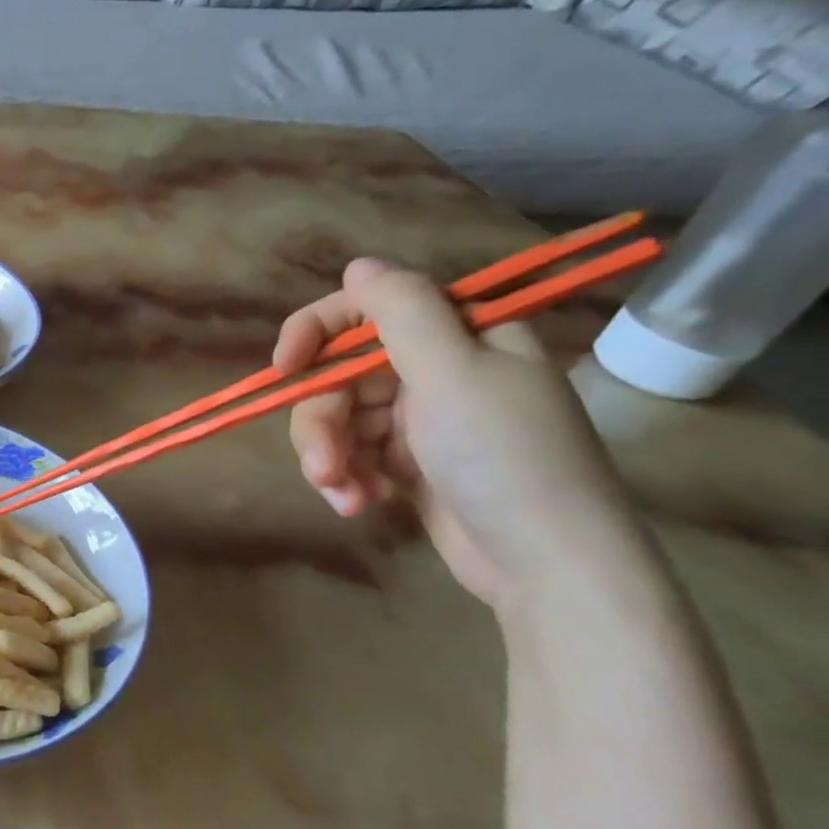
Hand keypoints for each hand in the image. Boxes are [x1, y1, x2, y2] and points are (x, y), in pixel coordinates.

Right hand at [274, 259, 634, 607]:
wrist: (546, 562)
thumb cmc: (503, 456)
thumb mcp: (452, 373)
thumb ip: (401, 312)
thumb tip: (358, 265)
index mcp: (459, 335)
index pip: (368, 310)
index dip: (316, 332)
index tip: (284, 368)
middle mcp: (438, 369)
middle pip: (342, 375)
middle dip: (322, 421)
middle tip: (322, 464)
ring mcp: (422, 419)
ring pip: (339, 419)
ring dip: (329, 457)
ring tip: (344, 496)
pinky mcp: (408, 463)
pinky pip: (352, 454)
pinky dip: (347, 479)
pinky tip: (358, 506)